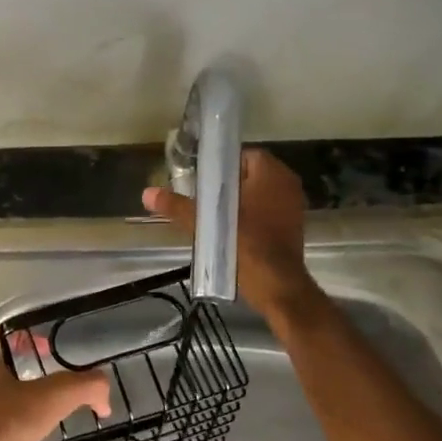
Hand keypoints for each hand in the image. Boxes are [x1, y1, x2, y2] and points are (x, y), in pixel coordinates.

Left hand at [0, 323, 111, 440]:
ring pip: (3, 419)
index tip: (44, 348)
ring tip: (58, 430)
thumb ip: (83, 387)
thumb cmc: (2, 422)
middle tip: (52, 386)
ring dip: (30, 426)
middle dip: (24, 380)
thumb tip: (104, 392)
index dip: (18, 336)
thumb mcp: (51, 397)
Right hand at [144, 148, 321, 324]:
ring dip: (240, 199)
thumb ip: (177, 206)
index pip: (243, 155)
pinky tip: (232, 228)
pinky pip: (269, 208)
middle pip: (251, 173)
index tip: (203, 179)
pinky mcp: (294, 224)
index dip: (222, 165)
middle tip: (205, 196)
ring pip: (260, 192)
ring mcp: (294, 204)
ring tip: (215, 213)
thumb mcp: (206, 223)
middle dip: (229, 183)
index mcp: (270, 173)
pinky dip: (253, 213)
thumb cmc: (246, 245)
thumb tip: (147, 193)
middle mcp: (287, 183)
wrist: (277, 285)